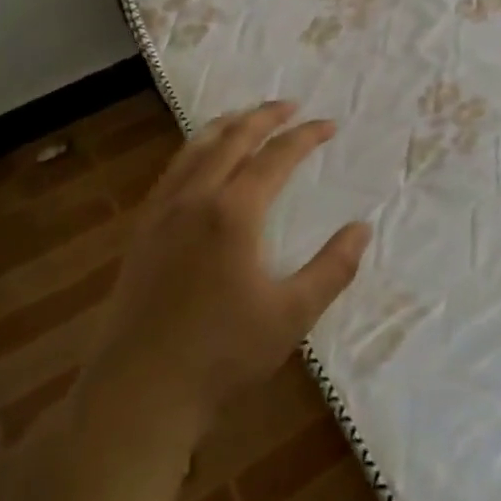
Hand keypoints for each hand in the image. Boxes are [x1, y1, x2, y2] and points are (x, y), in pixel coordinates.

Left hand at [80, 101, 369, 437]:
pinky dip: (194, 152)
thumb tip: (362, 228)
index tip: (329, 125)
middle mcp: (195, 200)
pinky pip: (171, 173)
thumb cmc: (223, 355)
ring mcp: (161, 215)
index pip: (276, 156)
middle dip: (264, 116)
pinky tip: (199, 163)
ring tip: (245, 116)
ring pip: (194, 150)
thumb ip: (333, 268)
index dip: (305, 136)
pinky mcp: (141, 234)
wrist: (138, 395)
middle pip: (232, 139)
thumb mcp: (293, 314)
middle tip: (290, 104)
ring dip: (225, 126)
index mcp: (234, 212)